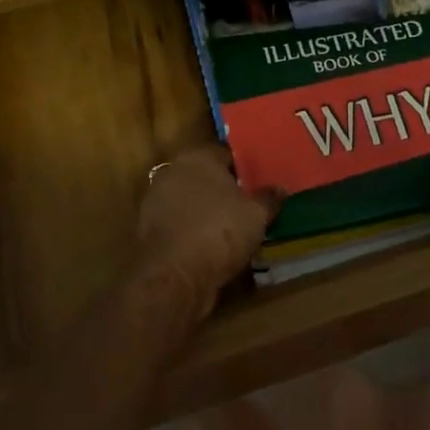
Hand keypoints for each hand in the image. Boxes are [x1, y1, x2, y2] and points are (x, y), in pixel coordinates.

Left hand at [132, 144, 282, 315]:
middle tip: (247, 205)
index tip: (259, 183)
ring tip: (230, 229)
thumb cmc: (220, 232)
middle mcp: (173, 170)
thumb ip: (268, 198)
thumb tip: (280, 188)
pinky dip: (192, 230)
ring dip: (206, 210)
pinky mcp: (149, 228)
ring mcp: (157, 199)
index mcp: (199, 156)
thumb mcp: (256, 215)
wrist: (174, 275)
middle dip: (224, 188)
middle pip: (205, 175)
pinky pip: (179, 222)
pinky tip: (209, 245)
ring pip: (190, 200)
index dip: (245, 168)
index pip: (226, 153)